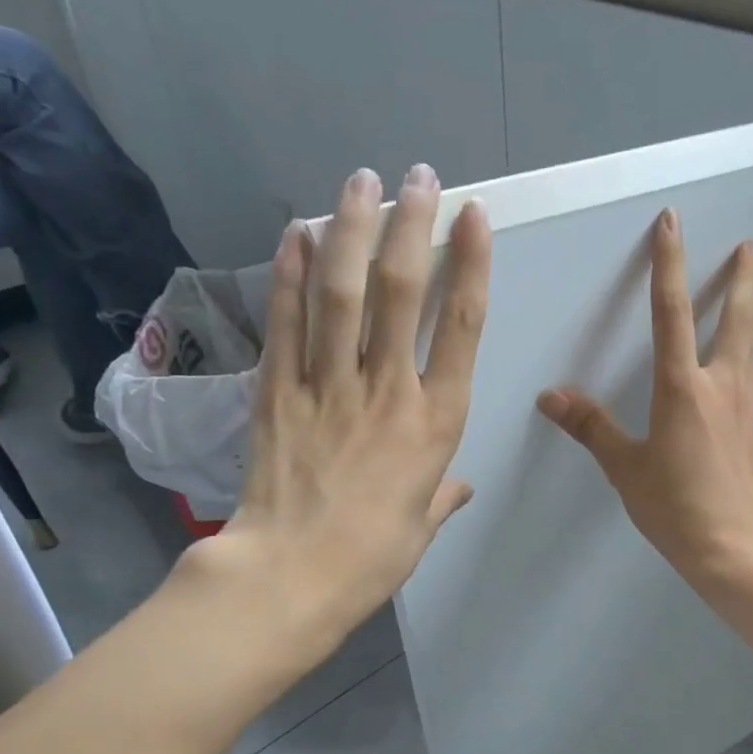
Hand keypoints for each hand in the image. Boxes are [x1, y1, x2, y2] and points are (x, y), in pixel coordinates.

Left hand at [182, 164, 490, 649]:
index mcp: (436, 424)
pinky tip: (298, 233)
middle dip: (414, 226)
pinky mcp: (278, 389)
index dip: (471, 266)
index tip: (474, 218)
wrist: (290, 575)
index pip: (463, 329)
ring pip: (344, 292)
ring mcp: (329, 384)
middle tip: (419, 178)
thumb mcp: (422, 527)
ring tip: (361, 180)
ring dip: (354, 230)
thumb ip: (442, 496)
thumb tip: (458, 487)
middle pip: (404, 292)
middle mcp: (388, 390)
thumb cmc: (372, 557)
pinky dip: (292, 273)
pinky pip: (288, 320)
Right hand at [538, 208, 752, 584]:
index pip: (671, 314)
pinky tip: (751, 356)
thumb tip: (551, 397)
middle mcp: (720, 387)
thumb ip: (591, 428)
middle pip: (737, 320)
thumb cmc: (676, 508)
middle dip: (742, 280)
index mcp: (682, 389)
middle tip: (750, 246)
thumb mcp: (625, 468)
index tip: (673, 223)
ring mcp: (744, 408)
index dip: (669, 265)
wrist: (737, 548)